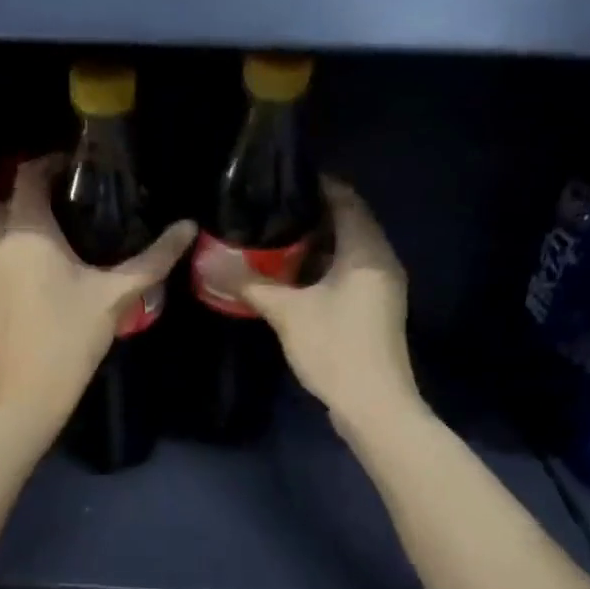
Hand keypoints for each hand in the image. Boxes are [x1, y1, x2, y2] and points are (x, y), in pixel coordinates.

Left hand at [0, 156, 195, 440]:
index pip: (29, 176)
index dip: (46, 167)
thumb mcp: (115, 296)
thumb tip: (189, 226)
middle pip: (2, 204)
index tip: (63, 173)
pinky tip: (5, 293)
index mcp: (27, 231)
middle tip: (50, 230)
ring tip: (25, 261)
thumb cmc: (73, 340)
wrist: (25, 394)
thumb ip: (153, 258)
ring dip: (0, 238)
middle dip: (23, 208)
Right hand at [208, 177, 420, 432]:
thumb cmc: (335, 349)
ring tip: (274, 243)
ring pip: (348, 252)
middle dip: (311, 217)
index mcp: (366, 250)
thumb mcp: (287, 313)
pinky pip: (349, 275)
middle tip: (270, 214)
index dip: (316, 186)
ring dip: (316, 246)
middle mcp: (381, 260)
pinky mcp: (375, 310)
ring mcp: (381, 287)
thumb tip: (208, 261)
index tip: (280, 184)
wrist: (374, 405)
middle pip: (348, 223)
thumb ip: (250, 283)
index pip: (345, 199)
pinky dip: (324, 270)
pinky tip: (293, 280)